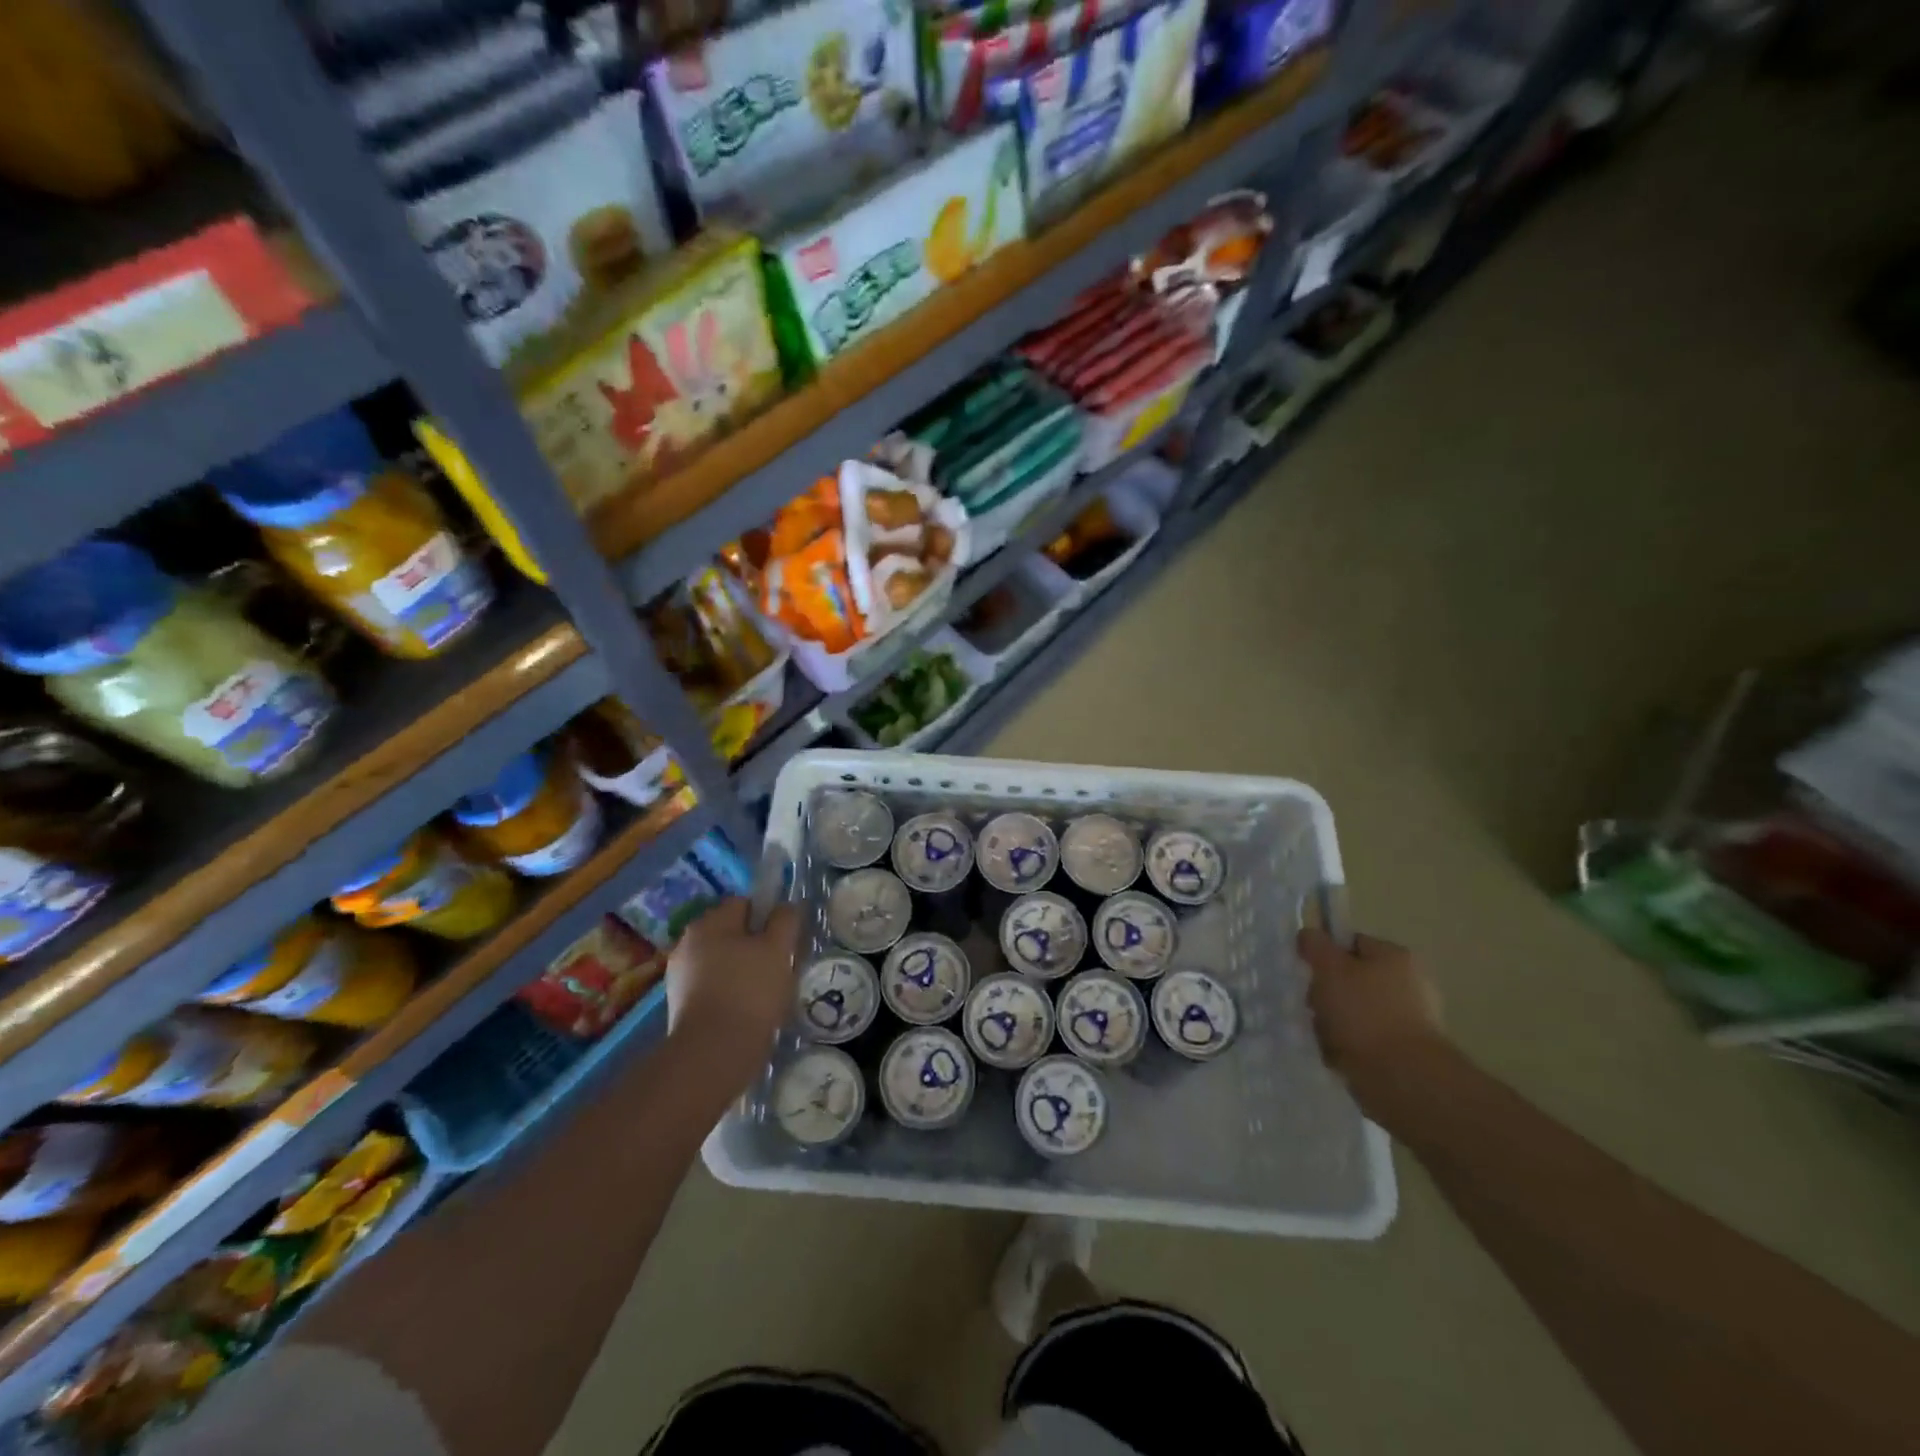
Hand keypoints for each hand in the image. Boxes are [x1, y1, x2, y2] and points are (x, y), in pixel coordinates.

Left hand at [665, 896, 803, 1084]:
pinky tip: (746, 1012)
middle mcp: (688, 942)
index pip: (744, 903)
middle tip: (778, 968)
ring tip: (764, 995)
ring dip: (742, 971)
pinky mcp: (680, 1005)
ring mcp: (680, 974)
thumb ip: (785, 920)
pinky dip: (729, 994)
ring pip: (723, 961)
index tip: (783, 941)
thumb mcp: (779, 949)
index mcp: (710, 922)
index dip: (767, 917)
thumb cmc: (750, 991)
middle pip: (731, 933)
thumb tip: (785, 907)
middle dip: (754, 946)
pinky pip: (713, 987)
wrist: (713, 1053)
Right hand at [1297, 928, 1444, 1095]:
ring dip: (1332, 1023)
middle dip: (1326, 994)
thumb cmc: (1365, 1013)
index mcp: (1396, 957)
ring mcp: (1408, 1021)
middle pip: (1349, 980)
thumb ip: (1316, 946)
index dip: (1326, 955)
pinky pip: (1362, 1041)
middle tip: (1316, 1007)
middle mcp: (1408, 984)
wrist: (1402, 1077)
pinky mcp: (1404, 1053)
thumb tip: (1309, 934)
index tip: (1310, 972)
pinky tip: (1338, 1056)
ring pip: (1352, 1012)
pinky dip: (1346, 1047)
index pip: (1351, 943)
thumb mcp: (1330, 968)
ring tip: (1326, 1037)